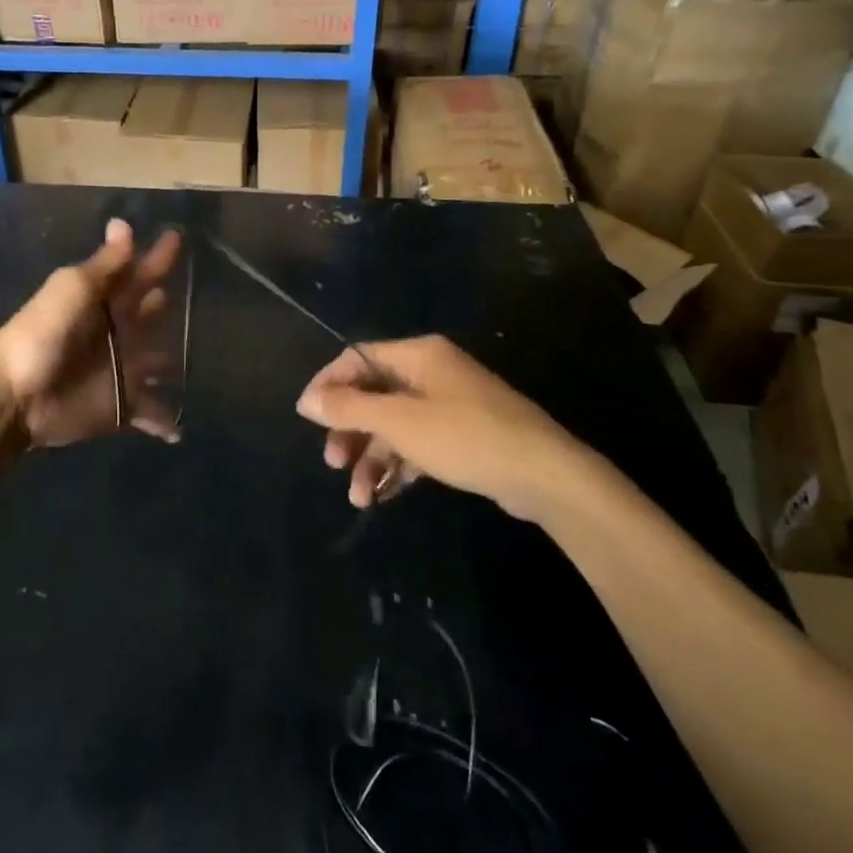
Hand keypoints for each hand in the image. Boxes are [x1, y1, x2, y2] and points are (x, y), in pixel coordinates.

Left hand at [0, 219, 182, 448]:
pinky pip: (149, 414)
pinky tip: (181, 429)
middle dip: (164, 306)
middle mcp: (117, 333)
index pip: (138, 273)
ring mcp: (121, 371)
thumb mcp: (73, 289)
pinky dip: (164, 421)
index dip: (158, 257)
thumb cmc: (43, 333)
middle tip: (195, 297)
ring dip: (170, 363)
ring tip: (198, 361)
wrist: (13, 394)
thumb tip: (124, 222)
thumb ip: (106, 264)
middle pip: (149, 316)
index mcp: (105, 301)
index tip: (178, 236)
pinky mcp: (120, 408)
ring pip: (155, 363)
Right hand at [296, 335, 604, 521]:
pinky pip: (416, 443)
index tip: (308, 416)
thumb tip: (306, 399)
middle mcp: (431, 373)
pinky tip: (383, 495)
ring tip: (360, 497)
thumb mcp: (399, 422)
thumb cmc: (465, 437)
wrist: (546, 475)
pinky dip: (398, 466)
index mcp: (417, 355)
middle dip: (350, 430)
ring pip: (394, 424)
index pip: (357, 358)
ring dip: (371, 457)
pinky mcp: (462, 436)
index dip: (329, 384)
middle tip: (333, 462)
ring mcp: (449, 404)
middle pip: (373, 393)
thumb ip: (349, 408)